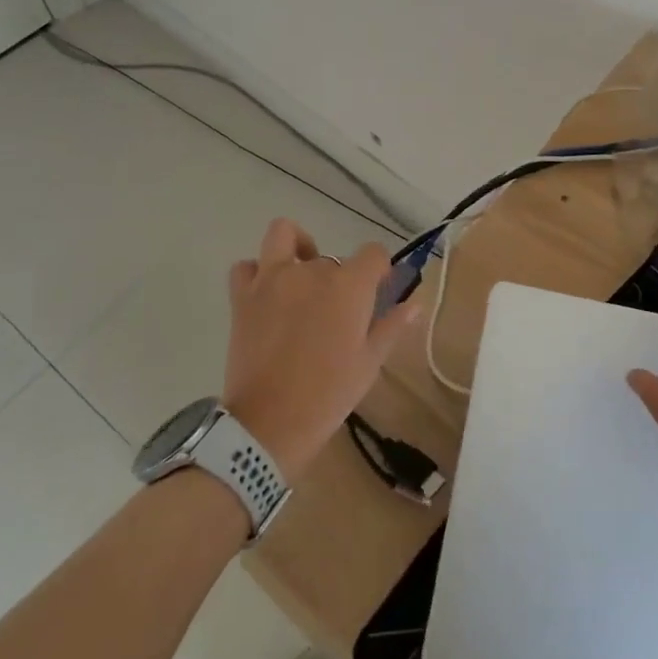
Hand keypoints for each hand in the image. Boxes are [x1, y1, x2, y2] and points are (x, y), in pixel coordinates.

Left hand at [222, 219, 418, 485]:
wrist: (269, 423)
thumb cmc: (328, 394)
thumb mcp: (369, 363)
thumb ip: (391, 326)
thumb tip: (414, 304)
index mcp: (348, 286)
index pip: (373, 253)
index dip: (379, 269)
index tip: (378, 290)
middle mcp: (311, 271)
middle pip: (332, 259)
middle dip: (339, 279)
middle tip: (337, 314)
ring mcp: (272, 279)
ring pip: (284, 235)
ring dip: (296, 247)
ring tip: (301, 274)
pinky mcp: (242, 296)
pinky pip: (247, 266)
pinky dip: (257, 272)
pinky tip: (267, 293)